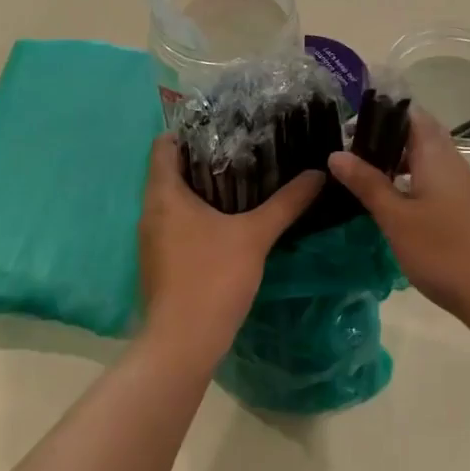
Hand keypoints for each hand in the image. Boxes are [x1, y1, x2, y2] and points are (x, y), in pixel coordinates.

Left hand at [137, 135, 323, 371]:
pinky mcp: (160, 262)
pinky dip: (199, 215)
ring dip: (203, 189)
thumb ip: (287, 202)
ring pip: (174, 200)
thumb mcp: (255, 235)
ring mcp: (152, 239)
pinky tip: (230, 221)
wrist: (182, 343)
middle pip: (171, 170)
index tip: (223, 127)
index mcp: (163, 194)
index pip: (164, 144)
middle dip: (204, 159)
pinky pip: (177, 224)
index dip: (189, 131)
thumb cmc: (212, 277)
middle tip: (244, 150)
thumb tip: (318, 173)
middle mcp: (150, 211)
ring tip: (244, 180)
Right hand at [329, 108, 469, 342]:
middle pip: (418, 137)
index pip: (411, 114)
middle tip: (348, 154)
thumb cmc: (445, 252)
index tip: (349, 124)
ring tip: (361, 180)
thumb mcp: (397, 218)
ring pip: (425, 163)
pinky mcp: (466, 213)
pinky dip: (409, 186)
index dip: (382, 112)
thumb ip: (368, 184)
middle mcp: (452, 164)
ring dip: (395, 165)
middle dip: (384, 140)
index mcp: (436, 156)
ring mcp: (463, 189)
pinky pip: (433, 186)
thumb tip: (336, 154)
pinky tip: (390, 208)